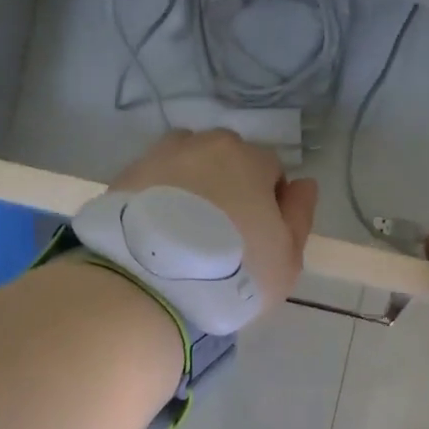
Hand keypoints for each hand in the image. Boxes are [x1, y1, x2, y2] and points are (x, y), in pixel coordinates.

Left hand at [110, 130, 318, 313]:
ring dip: (192, 185)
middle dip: (228, 186)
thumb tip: (304, 184)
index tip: (259, 237)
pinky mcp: (124, 177)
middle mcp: (205, 145)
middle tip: (221, 233)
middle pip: (226, 160)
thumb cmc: (234, 271)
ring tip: (185, 229)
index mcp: (250, 159)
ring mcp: (160, 157)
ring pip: (187, 164)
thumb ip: (300, 216)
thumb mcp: (286, 257)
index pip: (271, 170)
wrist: (151, 283)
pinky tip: (158, 233)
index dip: (270, 203)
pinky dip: (159, 198)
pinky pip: (153, 182)